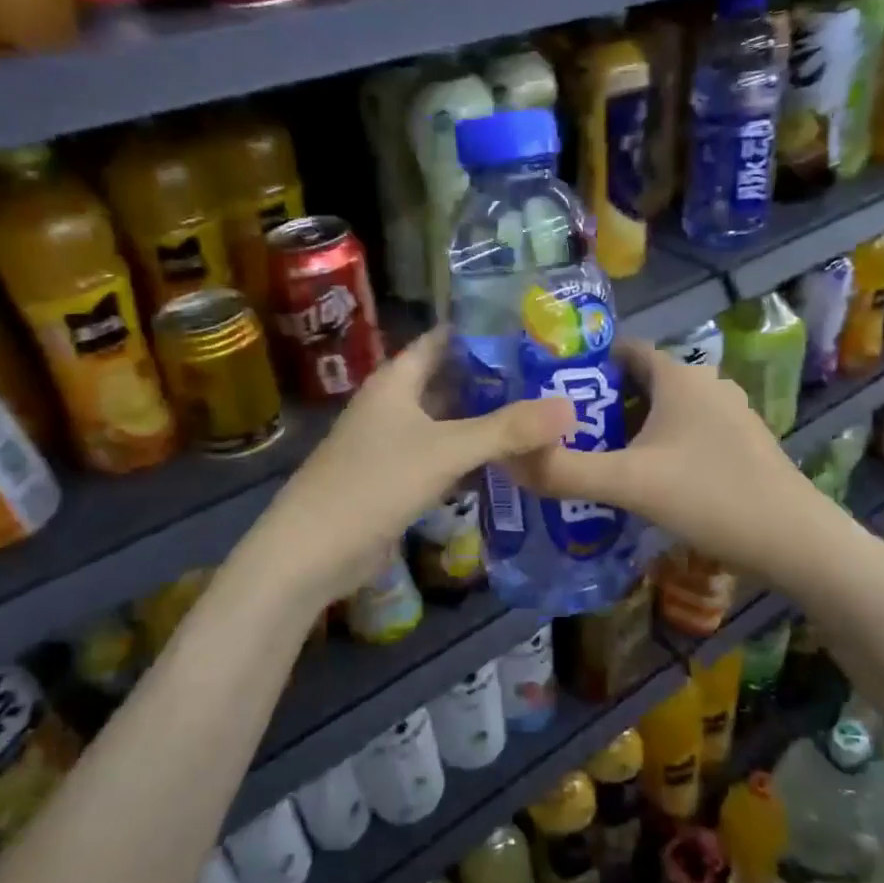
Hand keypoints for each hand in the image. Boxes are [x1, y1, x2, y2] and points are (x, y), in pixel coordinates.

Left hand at [252, 328, 576, 606]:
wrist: (313, 552)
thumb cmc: (375, 484)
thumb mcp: (446, 450)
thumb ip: (507, 430)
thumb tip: (570, 408)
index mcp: (397, 380)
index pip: (444, 339)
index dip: (484, 332)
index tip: (533, 330)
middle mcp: (395, 404)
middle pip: (451, 380)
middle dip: (496, 380)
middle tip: (552, 376)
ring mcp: (395, 443)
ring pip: (450, 421)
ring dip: (488, 420)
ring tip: (542, 414)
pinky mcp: (399, 478)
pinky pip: (444, 456)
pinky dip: (474, 456)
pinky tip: (510, 461)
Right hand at [509, 339, 824, 570]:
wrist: (796, 542)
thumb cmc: (710, 497)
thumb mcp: (628, 484)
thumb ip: (563, 471)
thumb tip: (507, 459)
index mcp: (679, 376)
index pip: (622, 350)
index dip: (583, 366)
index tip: (548, 393)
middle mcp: (706, 384)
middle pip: (640, 383)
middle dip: (599, 404)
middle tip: (561, 434)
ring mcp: (728, 415)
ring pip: (664, 411)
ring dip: (628, 429)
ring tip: (591, 458)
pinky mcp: (740, 444)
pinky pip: (685, 433)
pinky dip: (657, 446)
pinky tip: (641, 480)